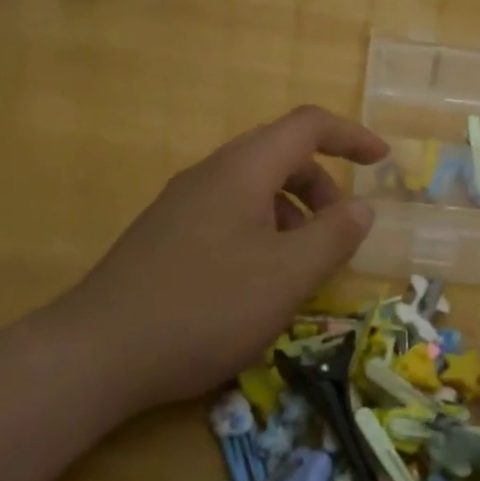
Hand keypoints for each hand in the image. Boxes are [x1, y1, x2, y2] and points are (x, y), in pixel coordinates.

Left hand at [38, 106, 387, 415]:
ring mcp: (182, 204)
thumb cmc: (205, 308)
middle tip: (342, 230)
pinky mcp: (167, 235)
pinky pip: (229, 213)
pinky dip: (262, 231)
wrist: (97, 354)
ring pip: (254, 187)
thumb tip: (362, 208)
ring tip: (302, 265)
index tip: (383, 162)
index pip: (307, 126)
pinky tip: (259, 281)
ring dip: (292, 212)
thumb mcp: (287, 277)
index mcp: (242, 170)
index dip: (350, 136)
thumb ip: (334, 237)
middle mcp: (210, 174)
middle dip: (322, 185)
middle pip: (280, 155)